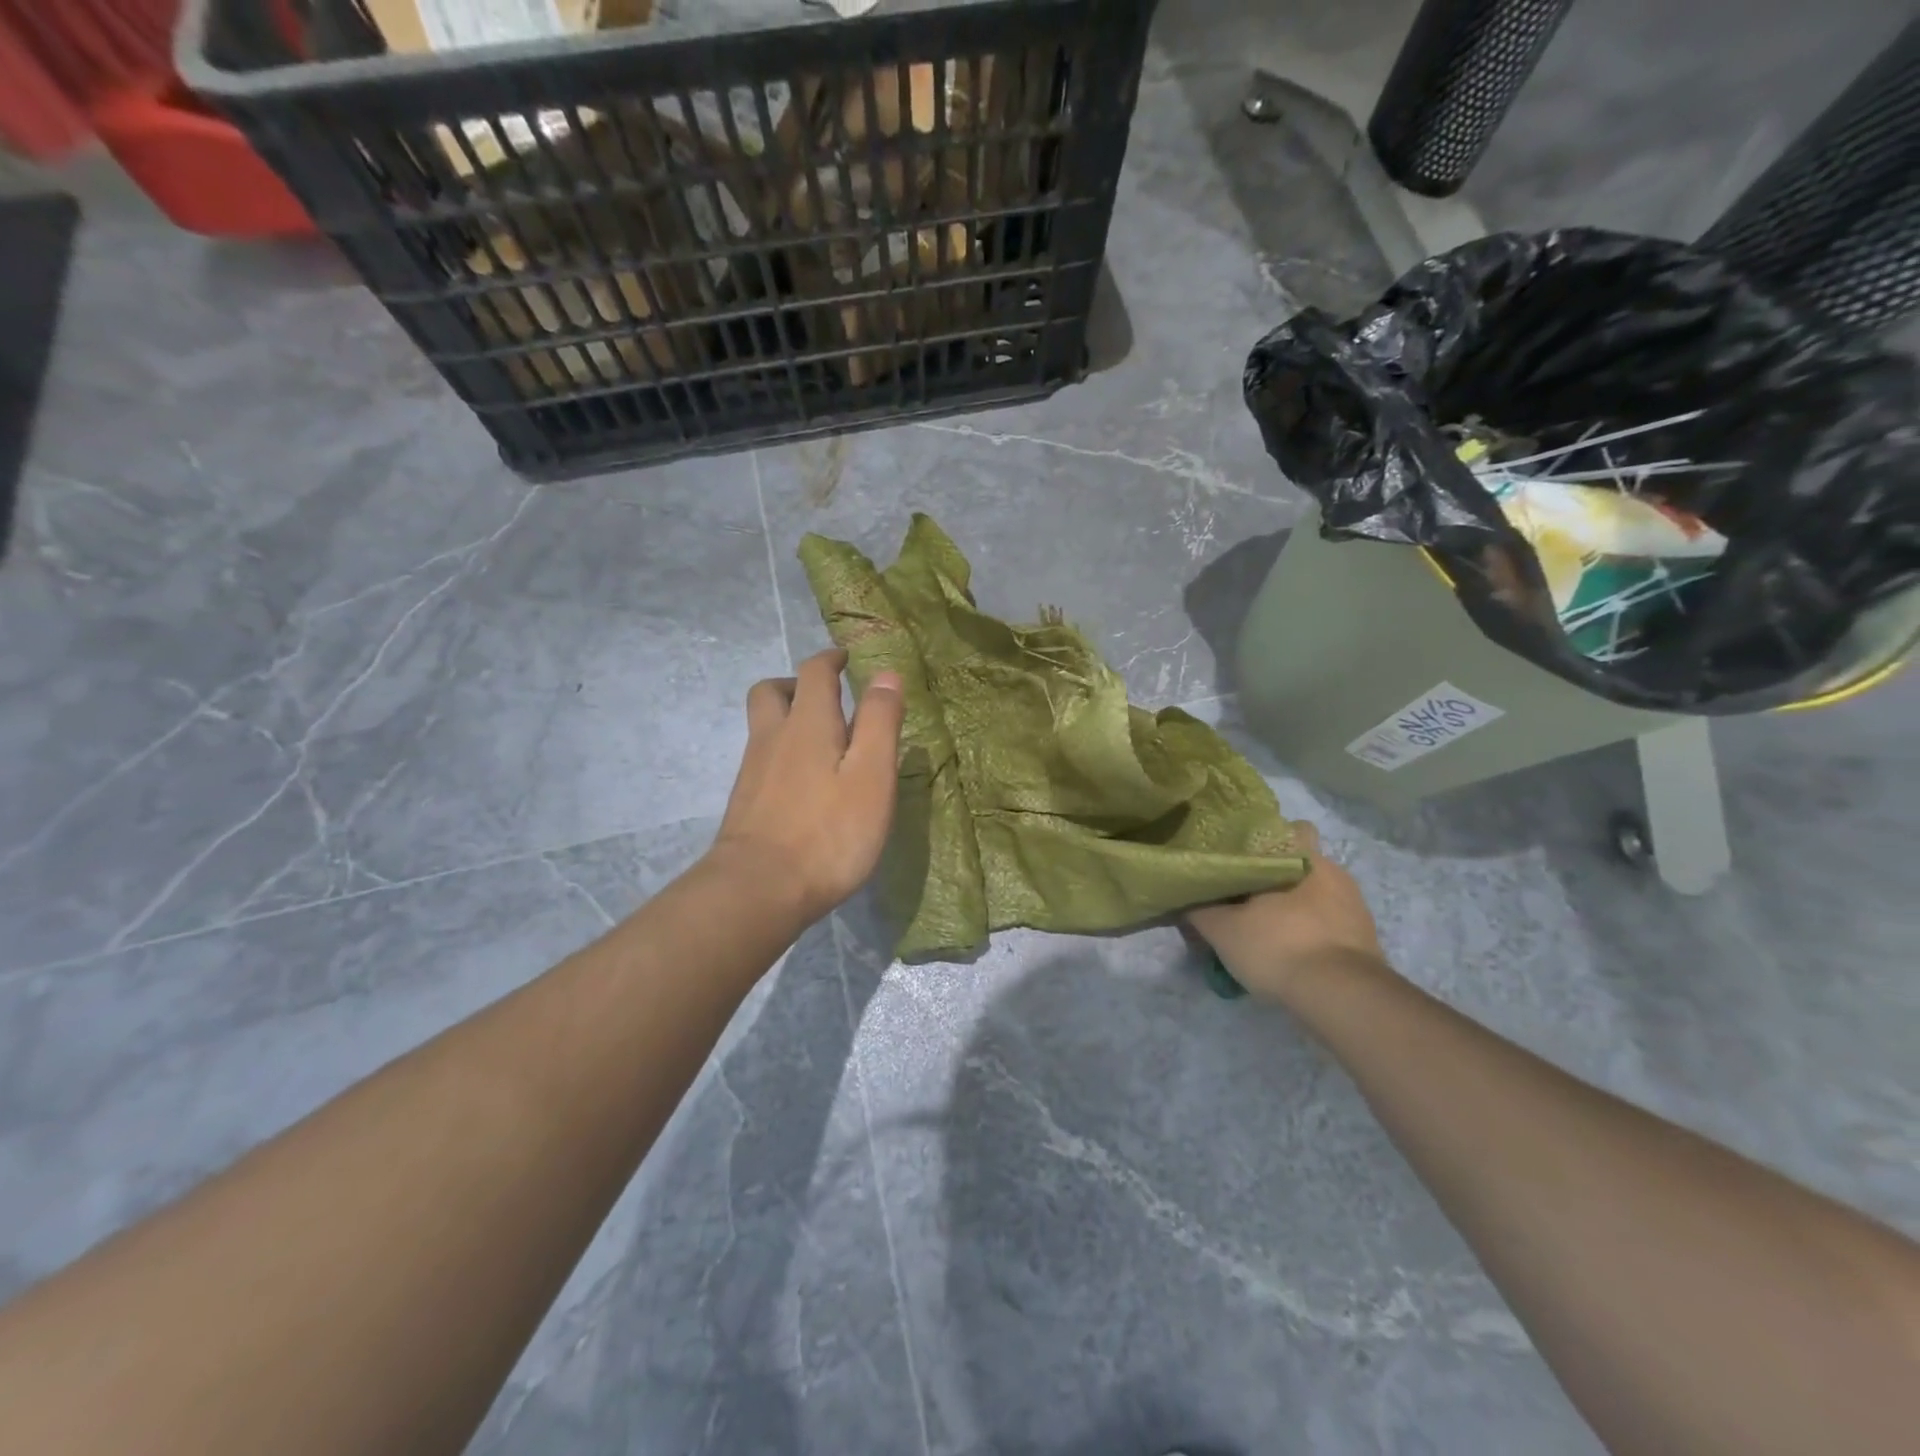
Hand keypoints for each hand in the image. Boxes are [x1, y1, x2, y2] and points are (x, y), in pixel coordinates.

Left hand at [708, 649, 904, 923]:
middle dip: (798, 684)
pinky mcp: (745, 801)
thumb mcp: (871, 776)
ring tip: (821, 741)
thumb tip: (887, 674)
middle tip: (827, 697)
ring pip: (764, 725)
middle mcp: (773, 737)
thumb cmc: (829, 832)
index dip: (831, 659)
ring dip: (788, 718)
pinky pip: (762, 758)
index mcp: (808, 723)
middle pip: (772, 691)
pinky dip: (782, 753)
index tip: (846, 658)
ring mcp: (753, 770)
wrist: (758, 889)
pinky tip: (804, 783)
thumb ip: (880, 722)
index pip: (815, 672)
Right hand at [1185, 823, 1386, 1001]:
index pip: (1283, 829)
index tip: (1237, 856)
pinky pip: (1329, 922)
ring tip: (1264, 929)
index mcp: (1302, 856)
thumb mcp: (1222, 929)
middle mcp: (1333, 871)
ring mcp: (1354, 904)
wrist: (1342, 997)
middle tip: (1244, 897)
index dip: (1259, 840)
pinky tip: (1289, 951)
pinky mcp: (1365, 937)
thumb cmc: (1278, 946)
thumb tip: (1184, 897)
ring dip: (1293, 906)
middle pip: (1297, 863)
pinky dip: (1309, 931)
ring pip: (1314, 893)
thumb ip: (1199, 909)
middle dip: (1274, 876)